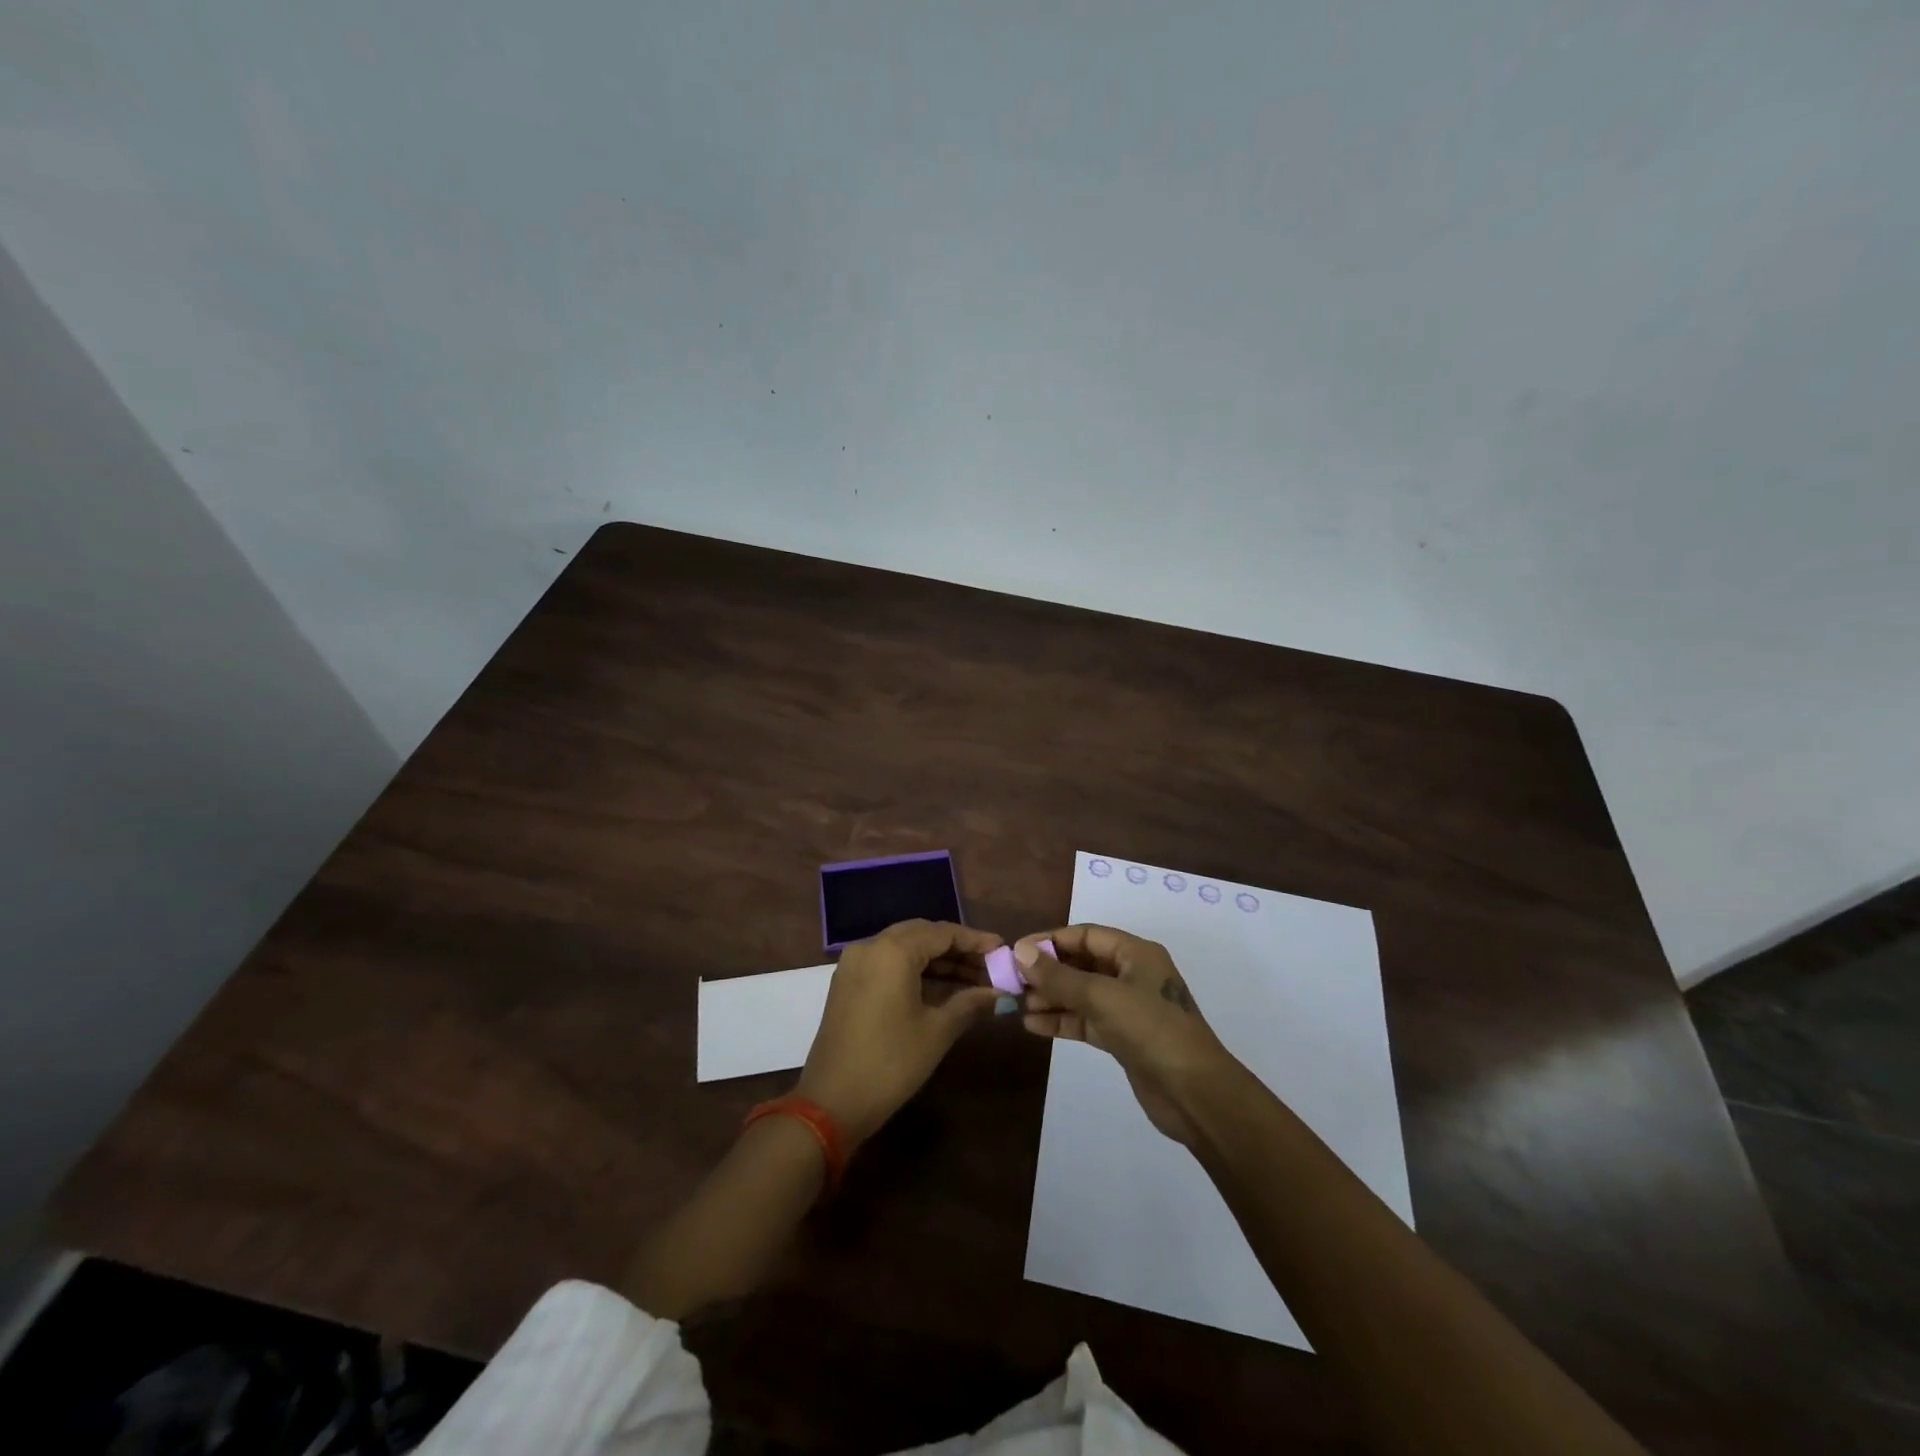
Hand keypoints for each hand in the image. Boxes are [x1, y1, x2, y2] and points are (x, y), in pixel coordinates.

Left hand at [797, 919, 1002, 1146]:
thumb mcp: (937, 1031)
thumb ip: (970, 1003)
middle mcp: (870, 946)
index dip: (975, 940)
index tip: (1002, 949)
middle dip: (957, 949)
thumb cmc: (891, 1063)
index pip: (942, 933)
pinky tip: (942, 988)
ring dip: (937, 961)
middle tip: (989, 965)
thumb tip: (1001, 993)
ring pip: (904, 948)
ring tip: (973, 979)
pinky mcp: (848, 982)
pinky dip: (915, 970)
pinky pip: (888, 963)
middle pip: (922, 935)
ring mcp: (854, 964)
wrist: (831, 1103)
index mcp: (892, 951)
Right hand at [1014, 924, 1242, 1144]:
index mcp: (1135, 953)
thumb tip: (1020, 952)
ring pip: (1081, 994)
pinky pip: (1086, 1020)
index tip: (1016, 952)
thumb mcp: (1102, 997)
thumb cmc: (1152, 1030)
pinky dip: (1062, 1021)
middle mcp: (1132, 974)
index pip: (1085, 936)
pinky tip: (1033, 1025)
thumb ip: (1059, 976)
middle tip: (1011, 982)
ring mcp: (1128, 1008)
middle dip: (1047, 971)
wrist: (1196, 1094)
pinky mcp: (1123, 1038)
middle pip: (1081, 964)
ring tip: (1017, 1004)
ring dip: (1051, 997)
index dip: (1050, 941)